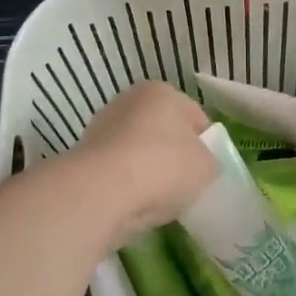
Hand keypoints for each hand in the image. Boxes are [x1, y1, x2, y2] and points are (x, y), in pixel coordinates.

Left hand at [66, 81, 217, 244]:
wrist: (102, 191)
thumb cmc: (162, 166)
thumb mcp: (206, 166)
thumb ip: (209, 161)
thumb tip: (200, 166)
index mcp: (161, 91)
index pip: (195, 116)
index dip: (206, 143)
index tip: (209, 169)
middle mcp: (129, 101)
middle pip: (164, 132)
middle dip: (175, 156)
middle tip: (187, 185)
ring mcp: (104, 127)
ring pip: (140, 152)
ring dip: (150, 171)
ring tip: (161, 200)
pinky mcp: (86, 156)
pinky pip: (119, 171)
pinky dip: (129, 184)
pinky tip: (137, 204)